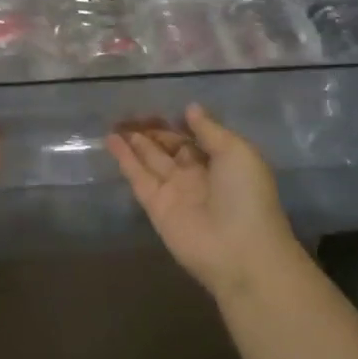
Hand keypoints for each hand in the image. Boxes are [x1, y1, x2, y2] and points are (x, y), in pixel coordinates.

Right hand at [109, 103, 305, 300]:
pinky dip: (124, 159)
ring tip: (115, 122)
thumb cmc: (246, 196)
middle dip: (153, 132)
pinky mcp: (155, 206)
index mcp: (222, 163)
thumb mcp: (237, 152)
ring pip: (150, 160)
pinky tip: (111, 140)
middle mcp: (197, 176)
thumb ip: (210, 130)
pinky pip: (138, 177)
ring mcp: (174, 191)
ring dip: (134, 142)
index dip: (178, 124)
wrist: (239, 250)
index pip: (195, 139)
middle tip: (130, 113)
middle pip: (170, 148)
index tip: (159, 108)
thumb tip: (190, 108)